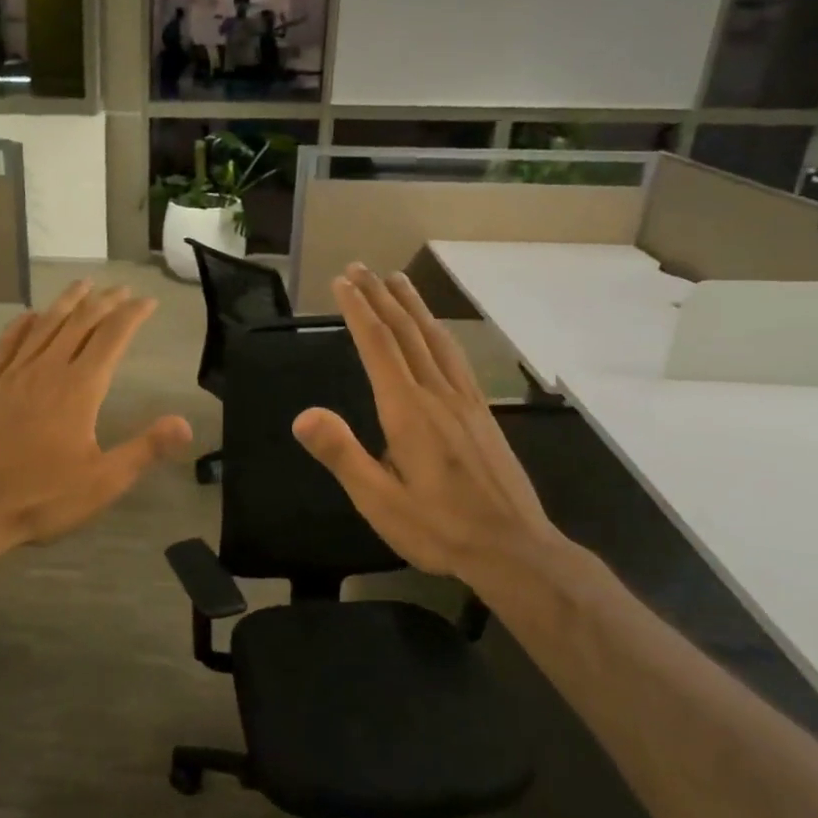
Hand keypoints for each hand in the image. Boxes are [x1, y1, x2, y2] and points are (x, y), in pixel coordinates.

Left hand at [0, 282, 192, 556]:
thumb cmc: (39, 497)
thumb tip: (185, 424)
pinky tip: (29, 316)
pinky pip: (7, 344)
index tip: (147, 301)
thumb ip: (145, 450)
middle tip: (121, 289)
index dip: (132, 315)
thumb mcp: (102, 482)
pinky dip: (22, 324)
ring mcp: (12, 375)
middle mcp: (46, 371)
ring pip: (44, 326)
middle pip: (79, 323)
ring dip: (66, 302)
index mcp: (78, 389)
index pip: (111, 338)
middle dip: (104, 302)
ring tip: (82, 284)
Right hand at [292, 265, 565, 583]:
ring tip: (397, 280)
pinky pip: (456, 358)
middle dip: (381, 297)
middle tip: (360, 268)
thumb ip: (342, 454)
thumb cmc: (439, 528)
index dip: (358, 311)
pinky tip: (437, 331)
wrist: (515, 550)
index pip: (379, 348)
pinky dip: (439, 332)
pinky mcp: (483, 413)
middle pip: (407, 333)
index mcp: (408, 412)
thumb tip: (303, 415)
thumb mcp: (379, 500)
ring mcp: (466, 401)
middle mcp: (438, 395)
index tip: (342, 282)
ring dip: (413, 306)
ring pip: (436, 339)